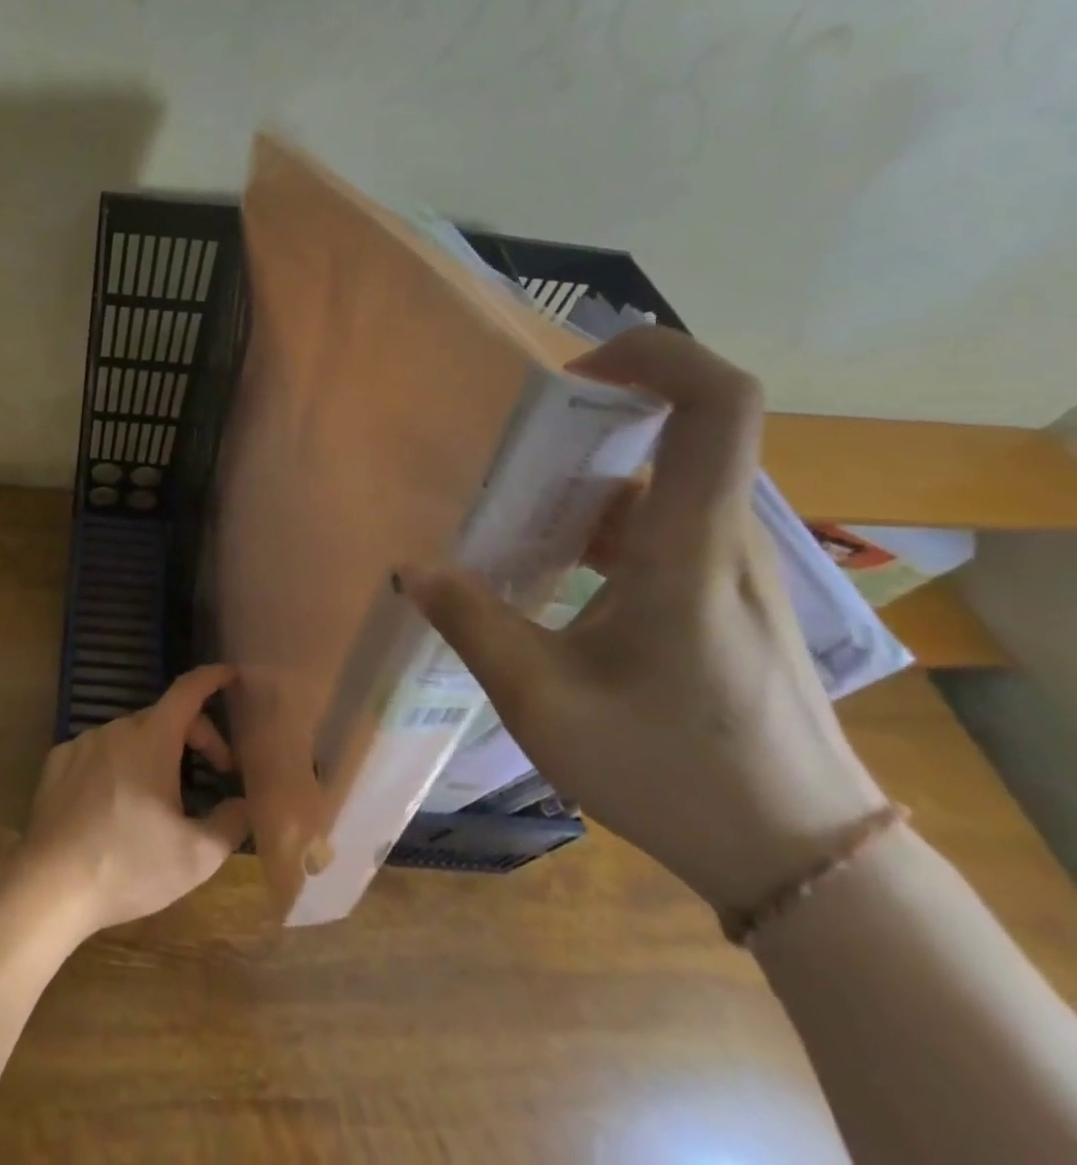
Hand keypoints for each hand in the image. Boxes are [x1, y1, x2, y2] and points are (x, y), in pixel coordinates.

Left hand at [15, 664, 251, 940]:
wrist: (51, 886)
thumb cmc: (129, 865)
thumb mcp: (196, 856)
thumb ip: (230, 823)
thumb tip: (243, 803)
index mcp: (152, 739)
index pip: (188, 691)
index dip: (212, 678)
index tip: (231, 674)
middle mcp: (116, 729)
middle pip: (165, 717)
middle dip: (196, 737)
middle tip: (215, 773)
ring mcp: (83, 743)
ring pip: (131, 736)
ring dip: (155, 753)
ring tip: (162, 797)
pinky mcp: (58, 762)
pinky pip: (99, 752)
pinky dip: (117, 764)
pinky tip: (117, 803)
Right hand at [400, 327, 887, 914]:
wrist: (798, 856)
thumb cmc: (671, 771)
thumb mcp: (545, 704)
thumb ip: (472, 625)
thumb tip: (412, 569)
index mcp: (689, 547)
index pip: (718, 402)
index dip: (655, 354)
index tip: (572, 373)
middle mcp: (720, 538)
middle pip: (684, 429)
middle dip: (595, 418)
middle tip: (512, 443)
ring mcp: (729, 567)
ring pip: (664, 482)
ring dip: (590, 477)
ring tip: (511, 506)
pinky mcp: (723, 595)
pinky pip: (662, 525)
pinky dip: (601, 521)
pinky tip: (547, 566)